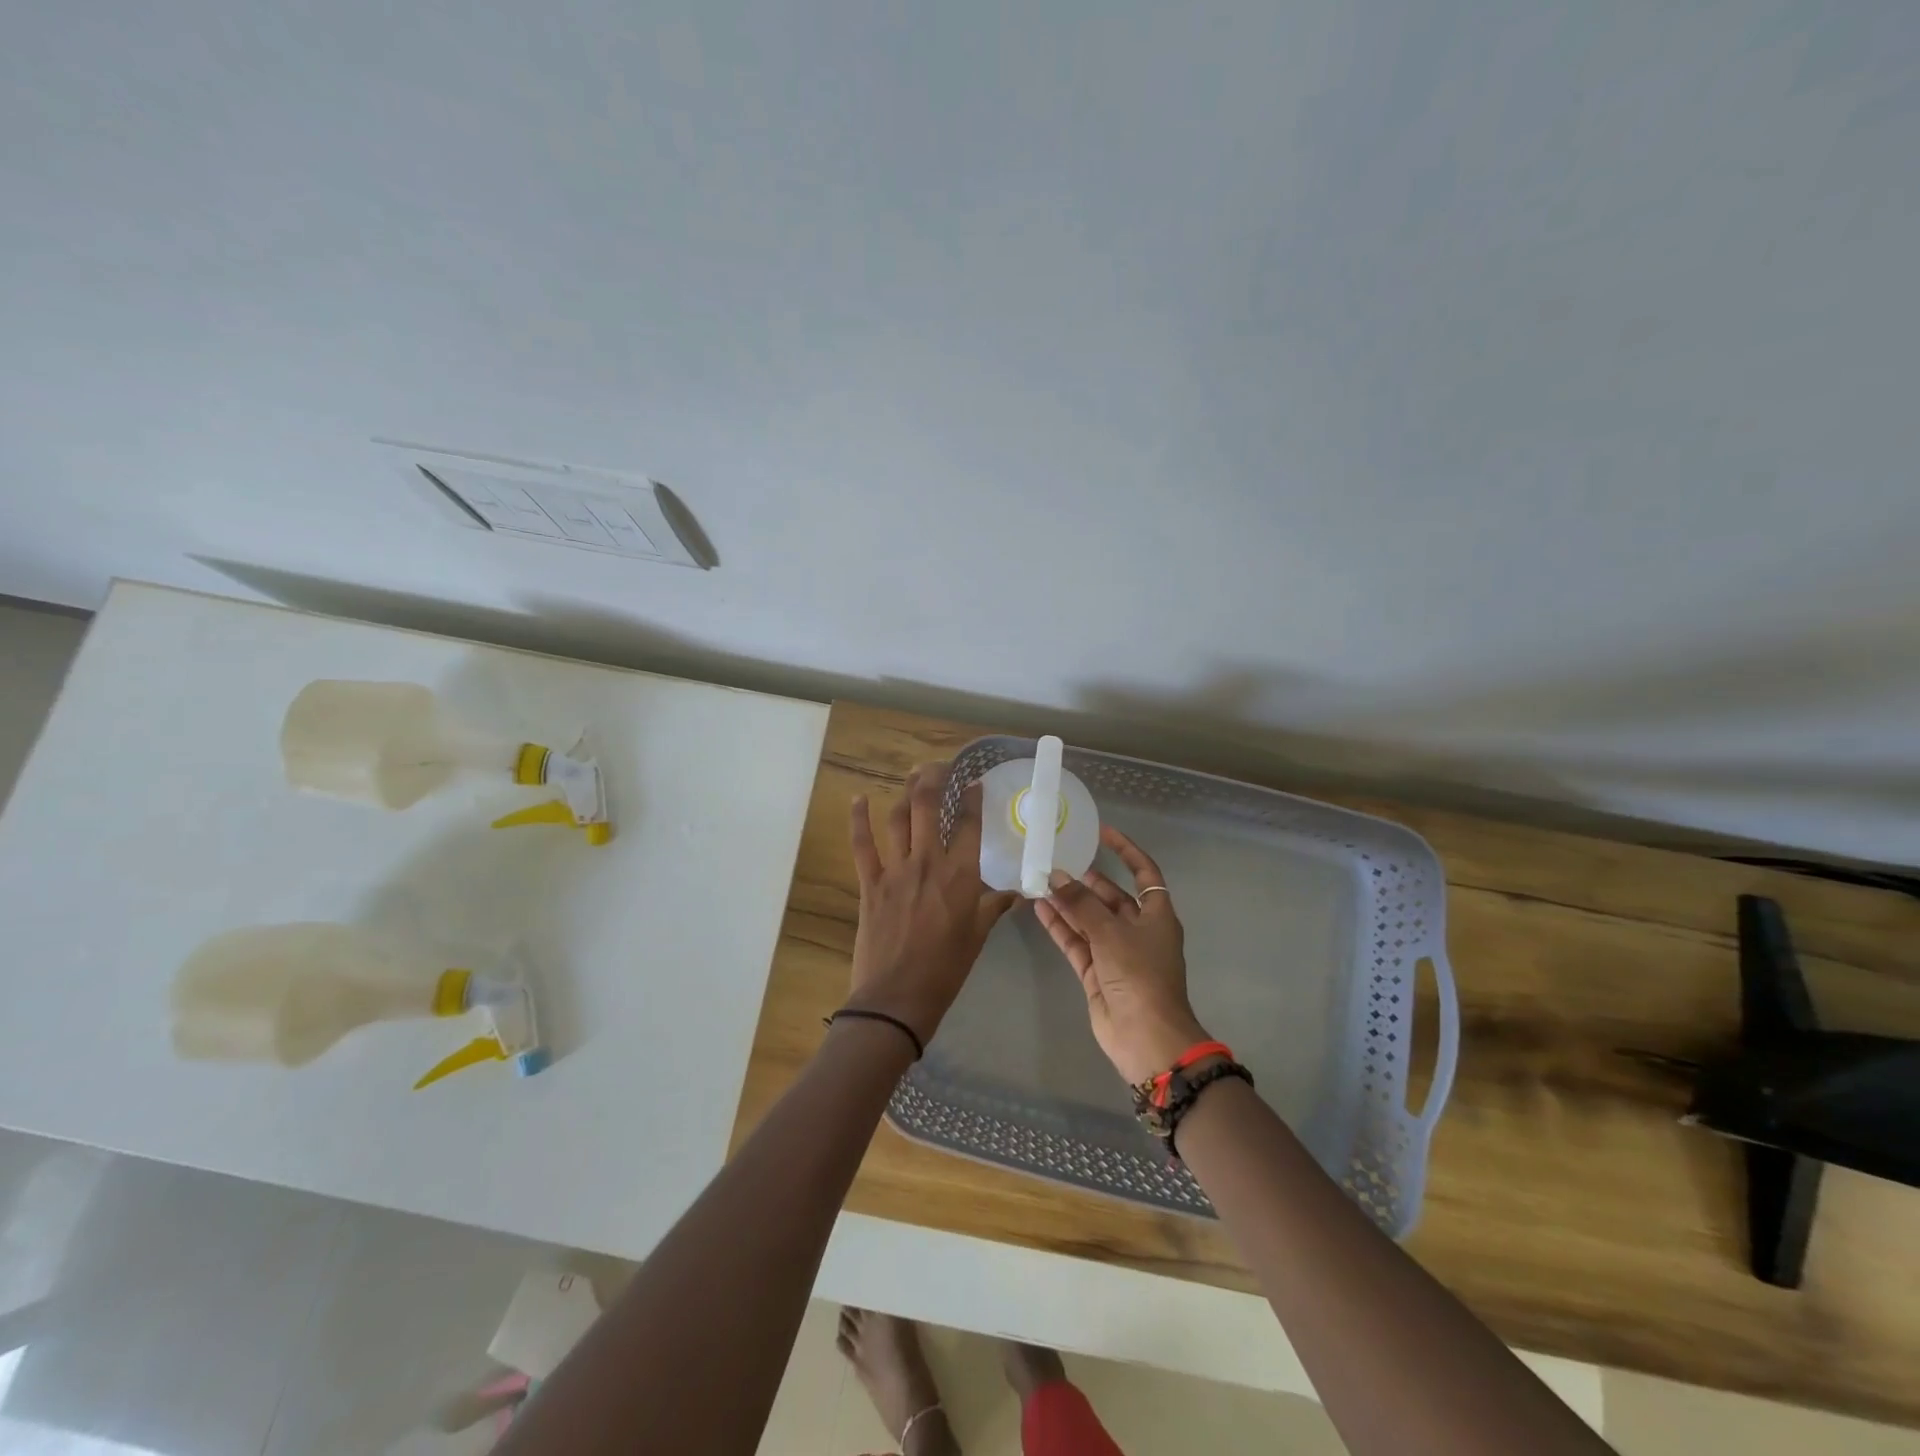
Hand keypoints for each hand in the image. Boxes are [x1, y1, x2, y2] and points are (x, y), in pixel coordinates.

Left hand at [846, 762, 1019, 1045]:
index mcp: (960, 876)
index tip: (974, 783)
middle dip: (934, 779)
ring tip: (912, 777)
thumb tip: (1016, 895)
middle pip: (929, 807)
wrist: (897, 997)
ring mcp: (896, 870)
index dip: (972, 799)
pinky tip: (858, 799)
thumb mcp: (977, 937)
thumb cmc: (945, 969)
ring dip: (905, 793)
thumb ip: (993, 908)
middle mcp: (928, 863)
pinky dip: (859, 819)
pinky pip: (862, 844)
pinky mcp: (870, 882)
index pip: (969, 825)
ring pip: (899, 818)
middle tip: (939, 766)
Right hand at [1034, 825, 1211, 1083]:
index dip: (1126, 851)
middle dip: (1086, 881)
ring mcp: (1116, 952)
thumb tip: (1055, 876)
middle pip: (1111, 897)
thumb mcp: (1111, 933)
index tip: (1102, 833)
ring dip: (1067, 903)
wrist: (1145, 1037)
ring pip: (1089, 919)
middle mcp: (1137, 930)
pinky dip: (1060, 926)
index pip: (1144, 873)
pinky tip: (1039, 908)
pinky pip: (1076, 941)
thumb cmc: (1140, 976)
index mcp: (1156, 916)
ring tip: (1040, 881)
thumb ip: (1080, 904)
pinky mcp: (1097, 972)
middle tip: (1057, 862)